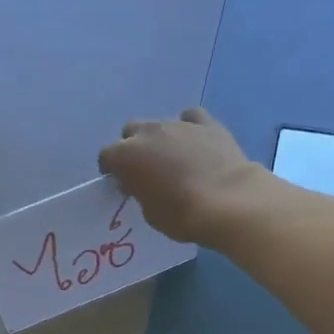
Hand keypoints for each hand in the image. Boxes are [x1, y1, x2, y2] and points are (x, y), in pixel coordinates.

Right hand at [98, 108, 256, 244]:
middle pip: (131, 131)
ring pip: (160, 124)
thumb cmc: (180, 215)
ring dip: (161, 139)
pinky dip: (190, 128)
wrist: (226, 202)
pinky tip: (196, 142)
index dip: (112, 169)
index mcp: (126, 156)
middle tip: (145, 168)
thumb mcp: (149, 213)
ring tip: (174, 159)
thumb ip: (140, 192)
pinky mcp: (207, 123)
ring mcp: (178, 124)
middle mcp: (148, 132)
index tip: (121, 182)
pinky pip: (191, 118)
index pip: (107, 156)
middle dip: (134, 146)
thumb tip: (141, 183)